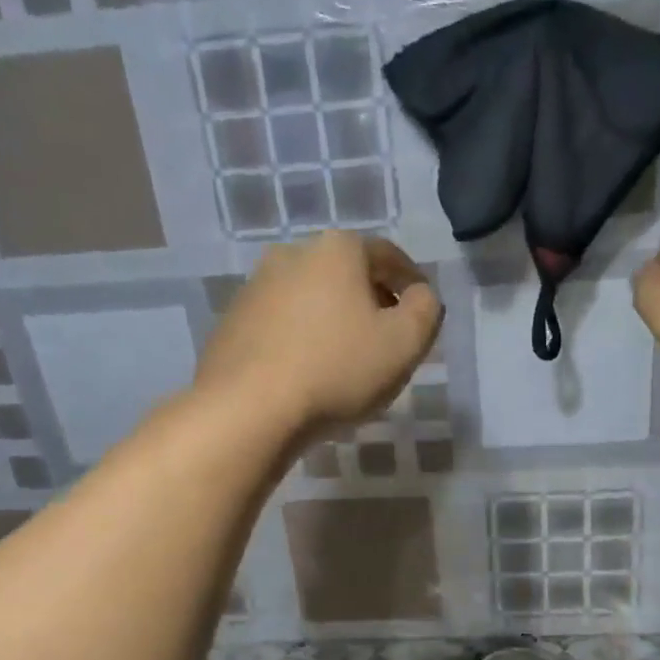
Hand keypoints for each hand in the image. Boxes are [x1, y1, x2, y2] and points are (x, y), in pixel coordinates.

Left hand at [197, 232, 442, 438]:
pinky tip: (309, 372)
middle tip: (388, 339)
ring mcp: (255, 287)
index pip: (388, 256)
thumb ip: (426, 309)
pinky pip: (282, 324)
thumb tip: (420, 296)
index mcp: (337, 249)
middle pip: (347, 274)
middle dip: (371, 301)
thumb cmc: (337, 369)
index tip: (422, 312)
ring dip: (334, 321)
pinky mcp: (232, 322)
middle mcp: (292, 254)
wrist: (248, 409)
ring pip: (312, 299)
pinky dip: (302, 339)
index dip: (412, 283)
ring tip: (347, 361)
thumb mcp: (405, 342)